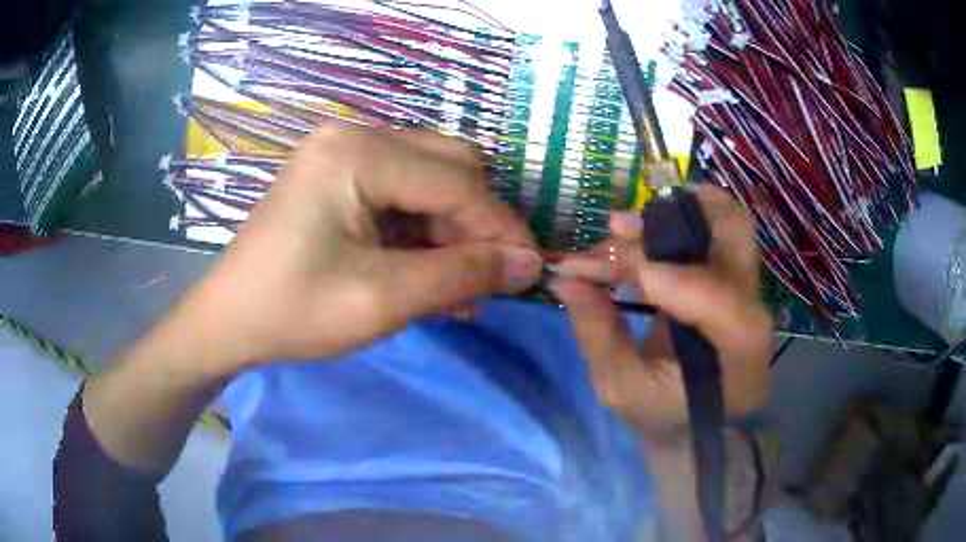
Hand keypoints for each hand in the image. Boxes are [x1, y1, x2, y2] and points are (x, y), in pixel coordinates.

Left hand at [169, 123, 541, 372]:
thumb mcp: (382, 301)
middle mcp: (353, 134)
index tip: (531, 270)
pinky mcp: (340, 174)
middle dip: (476, 224)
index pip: (455, 181)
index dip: (500, 228)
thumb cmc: (293, 312)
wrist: (229, 320)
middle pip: (449, 166)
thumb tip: (529, 264)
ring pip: (431, 179)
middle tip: (486, 278)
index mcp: (355, 152)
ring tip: (459, 287)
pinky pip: (403, 192)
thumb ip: (462, 276)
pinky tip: (429, 271)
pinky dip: (424, 231)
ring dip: (453, 231)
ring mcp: (344, 151)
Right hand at [554, 185, 771, 437]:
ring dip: (674, 213)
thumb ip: (597, 334)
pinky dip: (677, 217)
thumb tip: (567, 279)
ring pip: (728, 222)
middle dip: (675, 223)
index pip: (724, 307)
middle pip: (737, 240)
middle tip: (620, 229)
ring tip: (624, 227)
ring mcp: (750, 290)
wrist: (690, 420)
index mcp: (741, 363)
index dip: (671, 279)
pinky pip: (714, 228)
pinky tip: (642, 230)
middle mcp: (757, 318)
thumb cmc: (659, 415)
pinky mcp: (733, 275)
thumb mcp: (620, 388)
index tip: (608, 267)